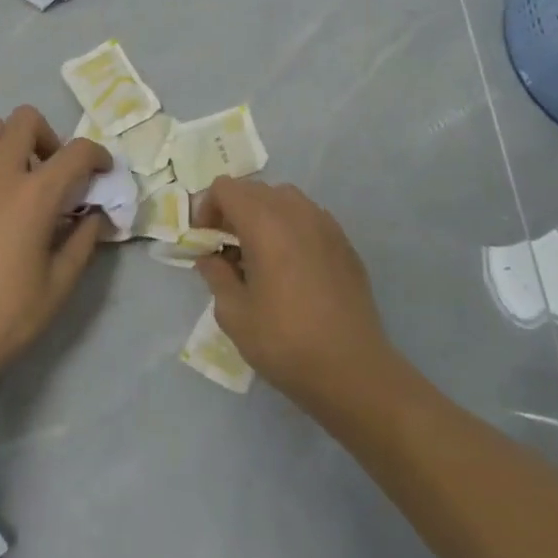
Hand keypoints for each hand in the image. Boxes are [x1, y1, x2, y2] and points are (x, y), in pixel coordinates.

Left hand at [0, 105, 111, 390]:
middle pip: (26, 120)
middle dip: (50, 138)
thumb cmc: (3, 318)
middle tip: (53, 173)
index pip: (77, 152)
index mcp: (33, 195)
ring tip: (16, 178)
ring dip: (10, 142)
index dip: (98, 156)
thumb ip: (83, 241)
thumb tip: (96, 215)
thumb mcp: (58, 285)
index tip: (102, 173)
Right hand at [194, 178, 390, 409]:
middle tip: (226, 249)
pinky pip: (309, 218)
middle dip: (234, 211)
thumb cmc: (285, 342)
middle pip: (255, 190)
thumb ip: (216, 276)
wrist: (352, 369)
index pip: (226, 188)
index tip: (205, 240)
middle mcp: (297, 212)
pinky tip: (290, 267)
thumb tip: (211, 258)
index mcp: (265, 223)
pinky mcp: (345, 243)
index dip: (207, 207)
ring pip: (285, 200)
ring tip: (259, 256)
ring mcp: (326, 225)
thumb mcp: (234, 314)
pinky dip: (291, 228)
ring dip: (264, 216)